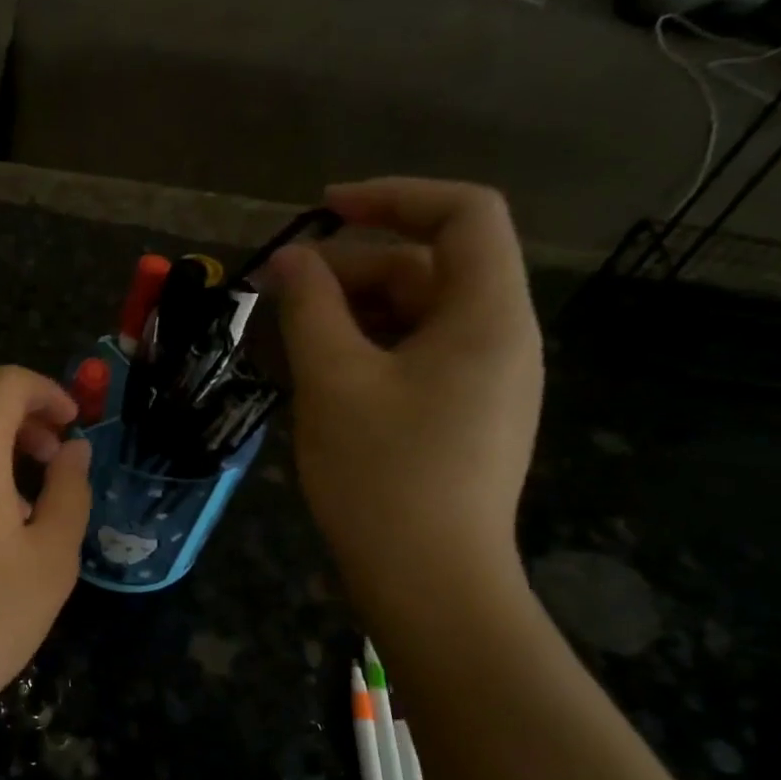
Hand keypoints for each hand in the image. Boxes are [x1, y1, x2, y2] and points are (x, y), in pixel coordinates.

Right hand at [262, 178, 541, 598]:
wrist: (429, 583)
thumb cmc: (382, 475)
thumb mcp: (334, 381)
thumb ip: (309, 307)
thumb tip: (288, 259)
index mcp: (487, 316)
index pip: (464, 214)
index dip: (393, 196)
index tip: (322, 209)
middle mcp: (500, 338)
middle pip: (430, 267)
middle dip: (353, 267)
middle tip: (280, 293)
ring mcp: (484, 381)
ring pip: (416, 316)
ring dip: (352, 310)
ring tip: (289, 335)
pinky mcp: (462, 416)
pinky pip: (415, 356)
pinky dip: (367, 348)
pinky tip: (319, 373)